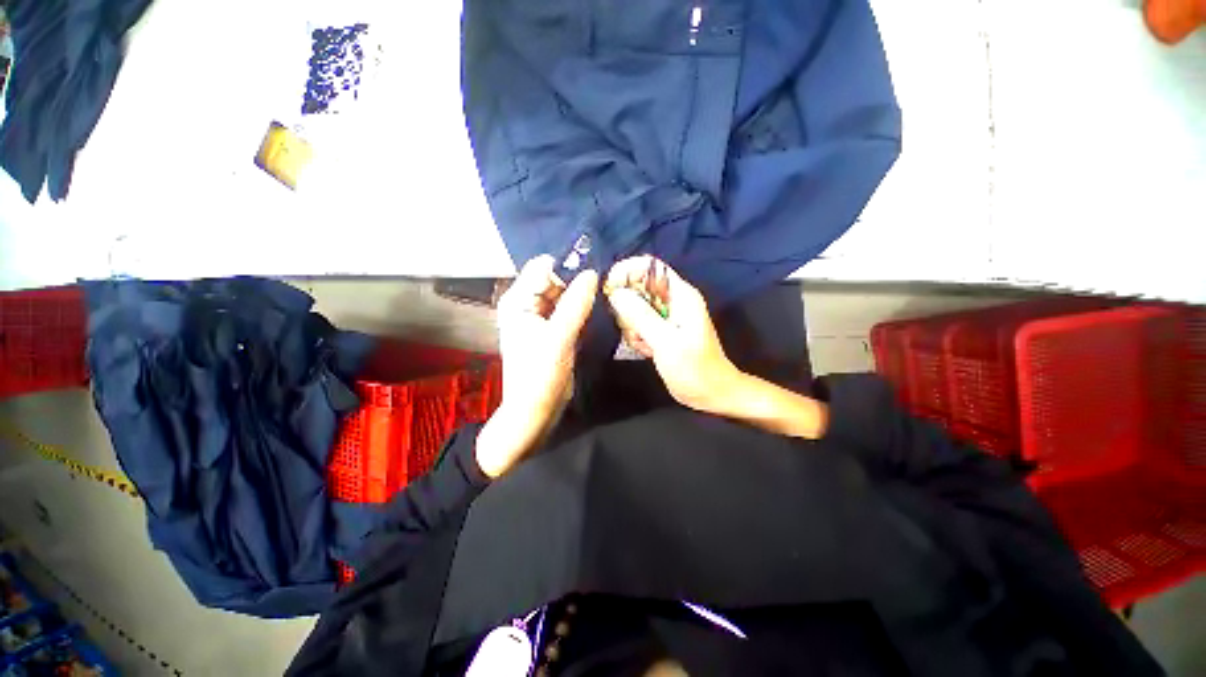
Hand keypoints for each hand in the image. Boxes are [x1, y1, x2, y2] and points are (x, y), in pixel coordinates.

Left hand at [476, 255, 598, 477]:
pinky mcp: (554, 330)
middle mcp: (528, 304)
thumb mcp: (558, 338)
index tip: (597, 269)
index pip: (544, 267)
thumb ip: (575, 304)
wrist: (536, 411)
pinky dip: (583, 310)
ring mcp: (541, 317)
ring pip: (566, 295)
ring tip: (605, 298)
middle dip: (579, 281)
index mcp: (518, 301)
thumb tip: (592, 273)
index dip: (569, 265)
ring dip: (584, 296)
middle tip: (606, 285)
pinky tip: (598, 312)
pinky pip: (571, 310)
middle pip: (556, 279)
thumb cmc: (540, 376)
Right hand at [604, 256, 740, 413]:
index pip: (650, 267)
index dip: (627, 272)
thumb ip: (641, 315)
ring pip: (635, 306)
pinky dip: (636, 335)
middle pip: (638, 286)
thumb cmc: (694, 369)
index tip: (611, 291)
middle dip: (627, 306)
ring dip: (631, 325)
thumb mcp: (666, 342)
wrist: (711, 393)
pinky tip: (646, 350)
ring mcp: (667, 315)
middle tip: (633, 329)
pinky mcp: (661, 329)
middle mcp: (673, 300)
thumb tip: (616, 292)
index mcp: (680, 295)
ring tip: (644, 344)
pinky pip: (639, 322)